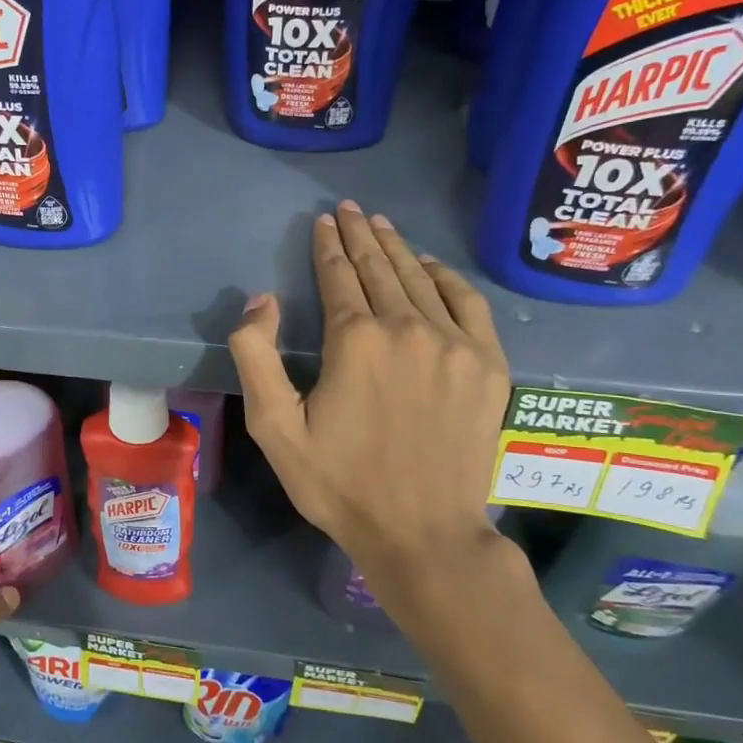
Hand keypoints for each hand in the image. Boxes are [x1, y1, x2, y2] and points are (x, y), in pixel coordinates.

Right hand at [230, 202, 514, 619]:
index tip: (324, 221)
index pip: (339, 276)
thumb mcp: (274, 429)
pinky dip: (446, 277)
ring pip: (421, 278)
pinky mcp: (487, 365)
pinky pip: (468, 303)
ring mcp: (454, 344)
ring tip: (381, 224)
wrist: (422, 534)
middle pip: (380, 267)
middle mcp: (407, 328)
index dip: (328, 246)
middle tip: (350, 209)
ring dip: (398, 247)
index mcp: (355, 341)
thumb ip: (255, 357)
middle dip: (361, 234)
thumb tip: (261, 300)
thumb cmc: (339, 484)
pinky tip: (431, 265)